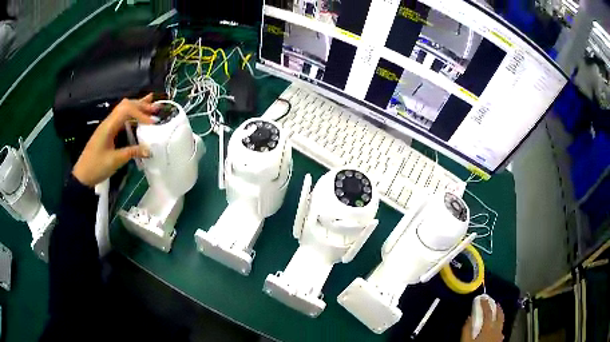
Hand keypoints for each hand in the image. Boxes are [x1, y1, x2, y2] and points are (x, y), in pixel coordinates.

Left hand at [73, 94, 157, 186]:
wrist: (82, 176)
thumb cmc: (96, 167)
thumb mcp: (114, 161)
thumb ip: (132, 153)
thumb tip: (149, 151)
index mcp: (109, 126)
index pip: (127, 110)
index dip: (141, 114)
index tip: (152, 123)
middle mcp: (108, 122)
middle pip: (126, 105)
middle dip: (141, 105)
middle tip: (155, 109)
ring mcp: (108, 126)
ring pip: (123, 109)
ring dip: (137, 107)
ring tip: (151, 105)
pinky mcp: (108, 132)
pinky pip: (121, 118)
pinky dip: (132, 114)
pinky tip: (138, 115)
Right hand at [461, 298, 504, 341]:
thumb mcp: (465, 341)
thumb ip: (467, 329)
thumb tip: (469, 317)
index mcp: (489, 327)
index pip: (488, 311)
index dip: (485, 303)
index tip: (482, 298)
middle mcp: (497, 328)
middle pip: (500, 314)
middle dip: (497, 307)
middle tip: (493, 302)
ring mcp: (499, 334)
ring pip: (502, 321)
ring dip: (499, 315)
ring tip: (496, 313)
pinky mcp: (499, 340)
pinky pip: (501, 329)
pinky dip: (499, 325)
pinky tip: (496, 328)